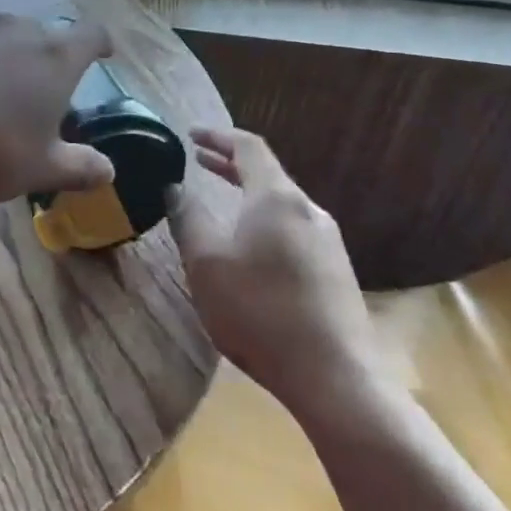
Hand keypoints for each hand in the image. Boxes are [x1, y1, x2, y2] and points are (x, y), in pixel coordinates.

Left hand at [0, 13, 116, 205]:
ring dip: (6, 59)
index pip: (91, 35)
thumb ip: (78, 167)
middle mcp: (16, 29)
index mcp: (54, 56)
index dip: (101, 45)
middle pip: (44, 35)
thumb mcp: (38, 169)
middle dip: (49, 59)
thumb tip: (108, 170)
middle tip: (43, 93)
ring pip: (1, 37)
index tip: (104, 55)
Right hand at [167, 127, 383, 418]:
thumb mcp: (206, 263)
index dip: (218, 136)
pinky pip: (292, 227)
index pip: (249, 147)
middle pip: (268, 173)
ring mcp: (328, 240)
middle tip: (198, 161)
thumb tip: (175, 188)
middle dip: (230, 163)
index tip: (190, 135)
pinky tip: (249, 243)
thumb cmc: (259, 311)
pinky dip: (263, 218)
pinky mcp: (335, 269)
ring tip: (219, 199)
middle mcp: (308, 210)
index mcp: (277, 198)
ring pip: (281, 202)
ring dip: (247, 192)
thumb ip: (188, 219)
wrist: (334, 375)